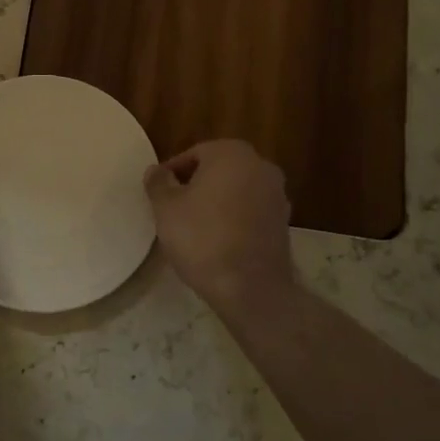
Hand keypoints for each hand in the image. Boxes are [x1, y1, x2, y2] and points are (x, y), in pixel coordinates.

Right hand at [144, 140, 293, 312]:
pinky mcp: (283, 221)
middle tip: (173, 209)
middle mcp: (260, 165)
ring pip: (236, 190)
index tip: (159, 194)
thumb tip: (156, 170)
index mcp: (231, 152)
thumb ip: (158, 182)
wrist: (250, 287)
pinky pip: (250, 211)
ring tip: (194, 226)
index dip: (172, 173)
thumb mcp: (166, 208)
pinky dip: (234, 218)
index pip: (193, 154)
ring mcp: (277, 194)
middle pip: (217, 169)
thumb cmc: (202, 238)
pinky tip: (217, 240)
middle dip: (196, 185)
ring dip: (216, 201)